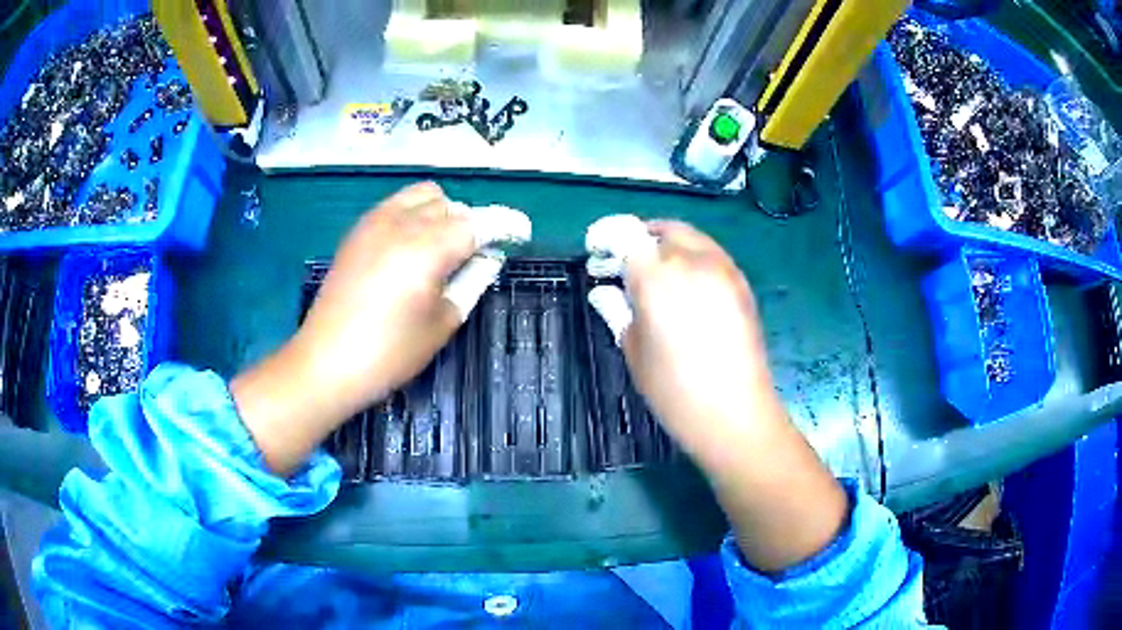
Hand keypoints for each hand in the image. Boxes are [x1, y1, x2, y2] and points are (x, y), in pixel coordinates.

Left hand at [231, 183, 475, 474]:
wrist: (326, 361)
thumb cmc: (389, 353)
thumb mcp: (441, 324)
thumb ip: (471, 281)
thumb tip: (489, 256)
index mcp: (428, 249)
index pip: (478, 222)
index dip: (504, 224)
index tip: (521, 232)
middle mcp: (402, 223)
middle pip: (451, 204)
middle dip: (471, 223)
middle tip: (473, 256)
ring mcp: (375, 222)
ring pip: (423, 195)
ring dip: (442, 212)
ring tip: (441, 247)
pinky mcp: (357, 230)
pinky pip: (396, 204)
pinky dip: (414, 214)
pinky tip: (410, 245)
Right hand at [619, 220, 847, 572]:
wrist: (735, 415)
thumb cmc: (675, 390)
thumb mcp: (634, 351)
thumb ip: (617, 310)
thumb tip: (603, 290)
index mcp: (658, 277)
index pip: (626, 233)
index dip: (606, 235)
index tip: (595, 251)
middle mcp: (693, 261)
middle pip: (660, 229)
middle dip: (637, 239)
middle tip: (622, 266)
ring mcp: (724, 269)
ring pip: (689, 237)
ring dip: (665, 246)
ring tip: (653, 276)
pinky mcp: (742, 284)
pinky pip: (710, 255)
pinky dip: (690, 258)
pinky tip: (684, 289)